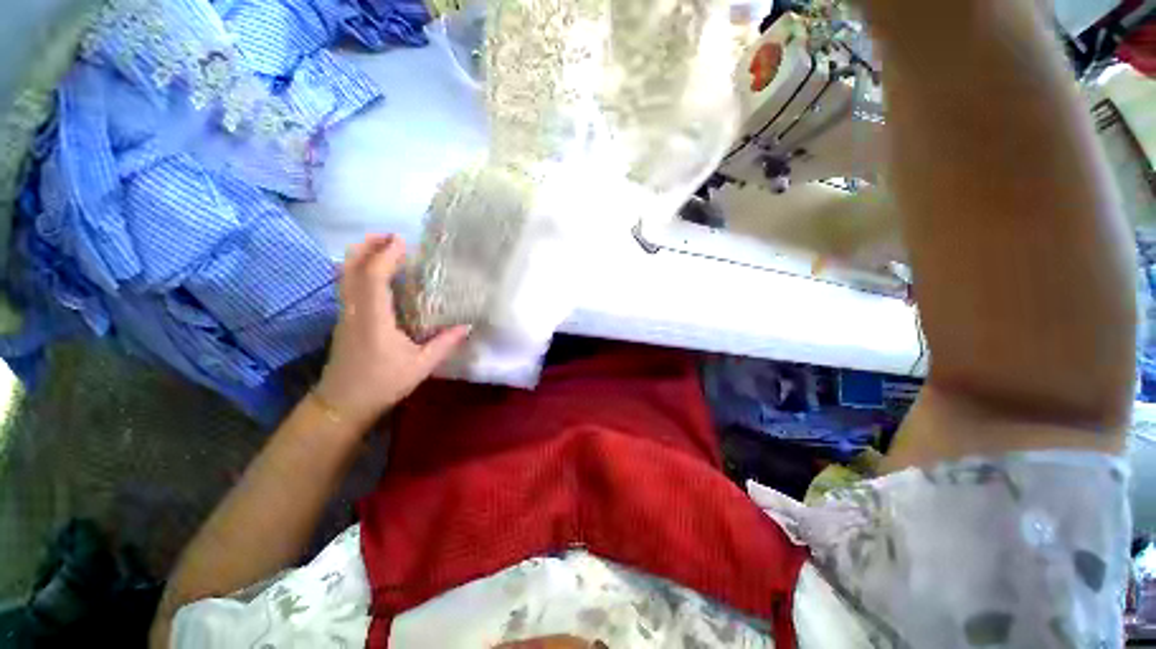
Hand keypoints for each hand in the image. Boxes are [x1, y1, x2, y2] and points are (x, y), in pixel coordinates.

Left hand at [316, 234, 469, 425]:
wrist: (341, 404)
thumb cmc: (382, 384)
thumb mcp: (421, 366)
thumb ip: (445, 344)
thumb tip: (467, 326)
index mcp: (374, 319)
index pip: (373, 277)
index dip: (386, 255)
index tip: (403, 242)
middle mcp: (354, 310)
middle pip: (351, 269)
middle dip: (367, 246)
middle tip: (389, 235)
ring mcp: (345, 314)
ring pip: (344, 275)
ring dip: (360, 255)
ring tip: (382, 246)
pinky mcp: (343, 320)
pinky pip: (347, 285)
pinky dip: (359, 270)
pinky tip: (375, 273)